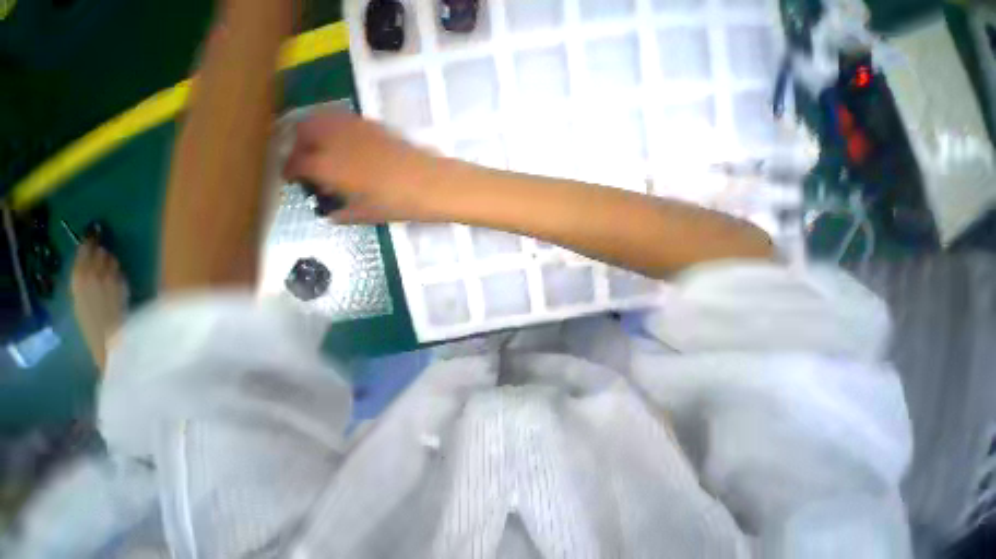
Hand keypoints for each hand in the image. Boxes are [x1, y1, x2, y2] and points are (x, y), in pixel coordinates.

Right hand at [282, 110, 442, 222]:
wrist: (431, 184)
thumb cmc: (398, 203)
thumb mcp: (368, 214)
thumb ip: (344, 214)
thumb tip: (331, 215)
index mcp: (327, 165)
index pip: (296, 163)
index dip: (289, 171)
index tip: (291, 178)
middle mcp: (334, 139)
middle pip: (302, 130)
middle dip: (297, 145)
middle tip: (307, 162)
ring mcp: (355, 127)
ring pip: (321, 118)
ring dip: (314, 132)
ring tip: (325, 151)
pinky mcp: (373, 124)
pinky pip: (344, 119)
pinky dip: (336, 128)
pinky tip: (349, 145)